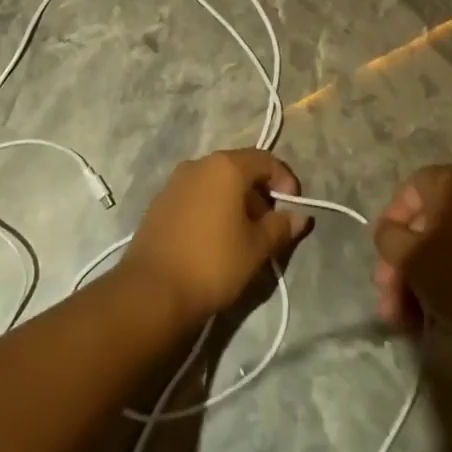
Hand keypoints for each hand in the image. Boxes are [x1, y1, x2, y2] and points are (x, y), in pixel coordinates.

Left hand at [121, 150, 312, 324]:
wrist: (152, 292)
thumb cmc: (213, 263)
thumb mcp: (256, 247)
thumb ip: (281, 226)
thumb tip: (300, 216)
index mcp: (226, 166)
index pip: (266, 160)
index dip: (285, 180)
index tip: (293, 207)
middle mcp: (199, 164)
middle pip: (240, 168)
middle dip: (260, 192)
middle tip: (270, 224)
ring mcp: (175, 182)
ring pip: (216, 182)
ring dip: (236, 200)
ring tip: (244, 234)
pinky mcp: (160, 202)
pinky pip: (197, 195)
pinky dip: (213, 207)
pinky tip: (216, 238)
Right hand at [372, 165, 451, 336]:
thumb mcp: (410, 255)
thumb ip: (389, 237)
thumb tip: (390, 233)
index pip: (410, 189)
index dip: (392, 220)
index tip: (384, 254)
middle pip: (422, 224)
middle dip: (399, 262)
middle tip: (387, 296)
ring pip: (437, 250)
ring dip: (413, 282)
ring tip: (400, 319)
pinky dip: (438, 287)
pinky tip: (423, 318)